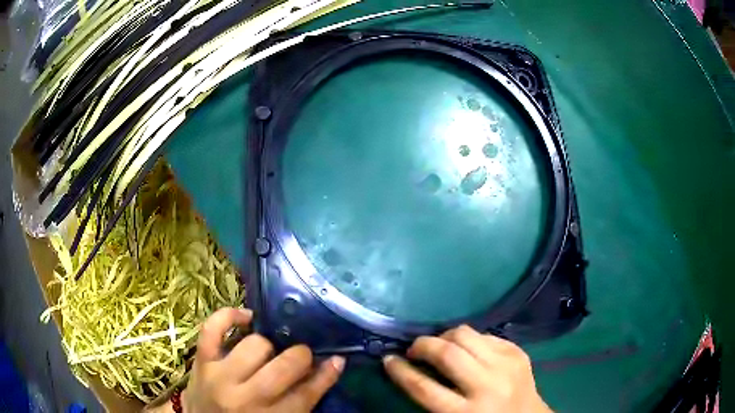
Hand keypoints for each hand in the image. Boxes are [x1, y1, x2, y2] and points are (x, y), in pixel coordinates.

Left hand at [183, 307, 344, 411]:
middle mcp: (245, 398)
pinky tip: (246, 317)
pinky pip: (213, 328)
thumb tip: (331, 366)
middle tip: (302, 355)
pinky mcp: (201, 360)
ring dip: (268, 344)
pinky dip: (230, 316)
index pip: (306, 395)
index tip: (337, 359)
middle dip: (300, 356)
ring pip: (255, 345)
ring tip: (270, 350)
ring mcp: (220, 376)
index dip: (325, 375)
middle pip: (283, 367)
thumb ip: (301, 399)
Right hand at [383, 325, 550, 412]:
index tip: (388, 359)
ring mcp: (506, 365)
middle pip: (447, 354)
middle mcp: (487, 386)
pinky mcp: (518, 352)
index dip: (400, 371)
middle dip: (422, 346)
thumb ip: (433, 400)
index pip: (424, 388)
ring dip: (445, 336)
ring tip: (439, 345)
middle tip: (413, 350)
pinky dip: (469, 339)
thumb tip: (411, 371)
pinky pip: (485, 335)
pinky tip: (467, 349)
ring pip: (466, 335)